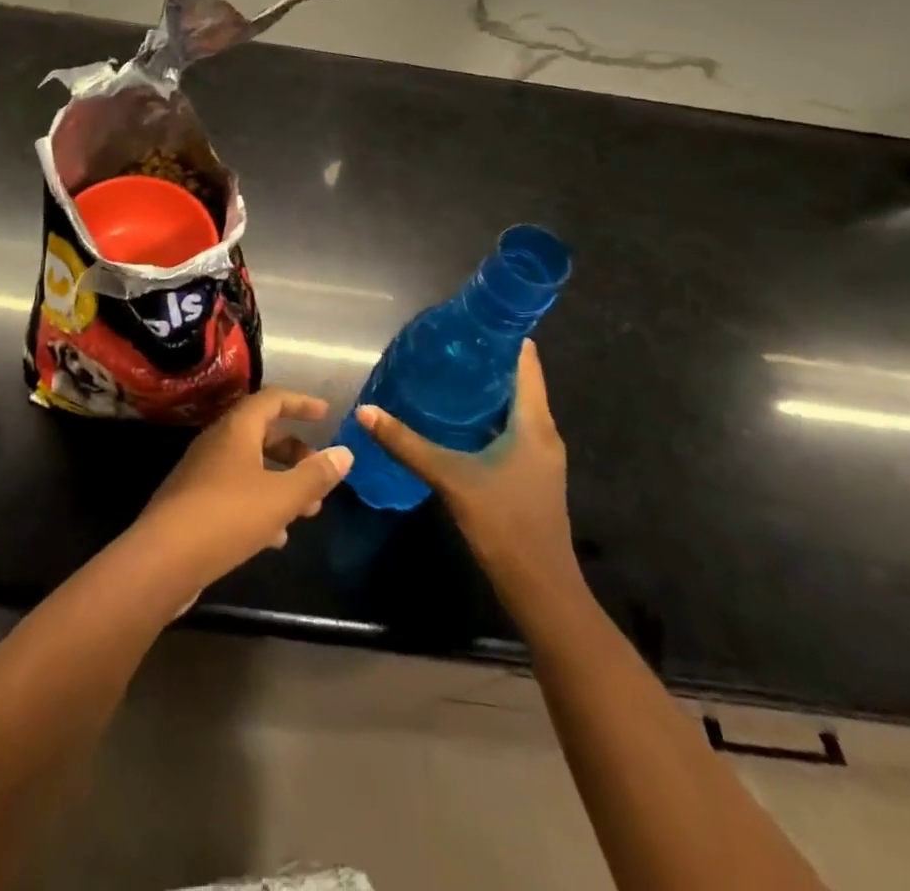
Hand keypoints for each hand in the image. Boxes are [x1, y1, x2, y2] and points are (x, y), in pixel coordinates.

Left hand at [126, 389, 353, 601]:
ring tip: (307, 512)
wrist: (162, 559)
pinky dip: (259, 505)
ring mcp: (201, 473)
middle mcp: (216, 443)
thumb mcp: (281, 497)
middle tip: (319, 473)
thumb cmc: (227, 516)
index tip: (325, 414)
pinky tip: (275, 537)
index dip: (300, 403)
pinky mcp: (193, 504)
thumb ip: (315, 475)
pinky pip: (234, 493)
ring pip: (249, 467)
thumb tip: (344, 452)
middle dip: (294, 452)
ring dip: (279, 482)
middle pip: (261, 434)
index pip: (271, 399)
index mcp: (236, 429)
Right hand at [355, 340, 581, 595]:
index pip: (526, 363)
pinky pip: (510, 429)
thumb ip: (407, 444)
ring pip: (513, 407)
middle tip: (443, 346)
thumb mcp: (451, 478)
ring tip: (443, 374)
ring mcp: (539, 455)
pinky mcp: (530, 473)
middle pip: (517, 382)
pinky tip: (455, 420)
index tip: (469, 320)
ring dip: (484, 391)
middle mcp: (543, 432)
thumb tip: (366, 411)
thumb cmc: (504, 523)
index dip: (503, 338)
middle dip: (484, 363)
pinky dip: (486, 416)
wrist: (541, 588)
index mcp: (534, 423)